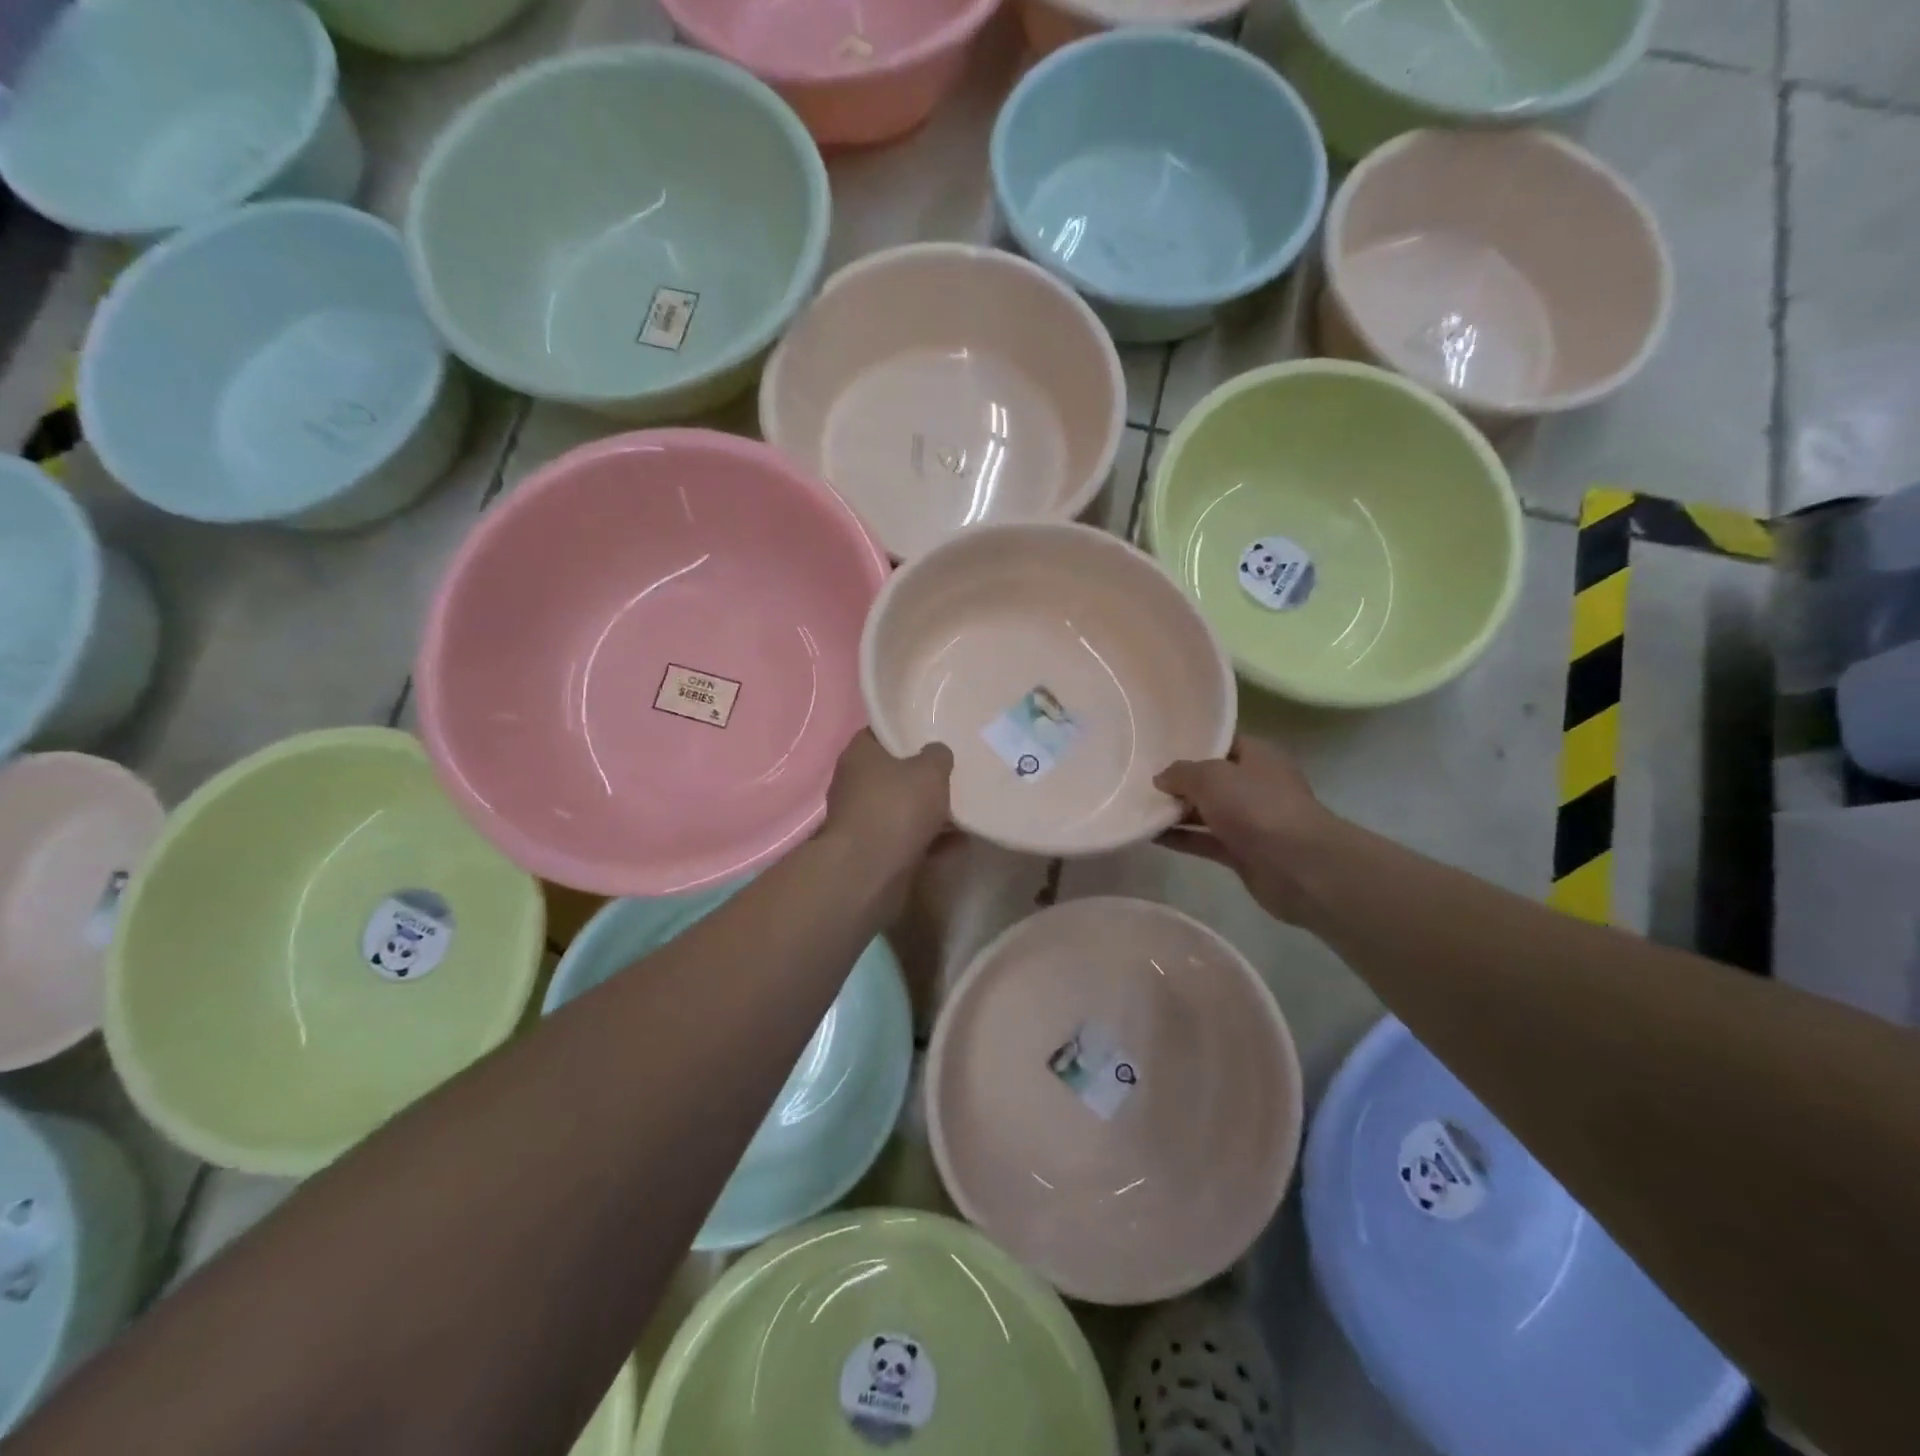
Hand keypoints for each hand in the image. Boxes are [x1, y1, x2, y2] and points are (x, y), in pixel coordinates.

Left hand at [822, 729, 953, 873]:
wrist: (869, 871)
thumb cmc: (896, 807)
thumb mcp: (929, 770)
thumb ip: (938, 756)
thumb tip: (936, 754)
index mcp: (860, 754)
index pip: (881, 732)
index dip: (906, 732)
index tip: (933, 735)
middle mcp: (854, 783)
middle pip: (892, 772)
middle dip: (921, 775)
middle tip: (952, 772)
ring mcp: (861, 818)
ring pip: (900, 807)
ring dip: (927, 811)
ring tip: (962, 809)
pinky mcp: (871, 849)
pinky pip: (905, 837)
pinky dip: (927, 839)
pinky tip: (957, 841)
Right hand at [1154, 736, 1339, 925]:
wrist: (1298, 867)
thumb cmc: (1257, 807)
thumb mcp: (1211, 777)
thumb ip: (1181, 773)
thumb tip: (1161, 778)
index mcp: (1258, 756)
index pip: (1223, 741)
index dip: (1193, 742)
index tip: (1159, 745)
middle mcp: (1256, 785)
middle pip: (1212, 778)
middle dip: (1180, 780)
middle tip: (1140, 777)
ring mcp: (1250, 821)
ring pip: (1207, 811)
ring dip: (1176, 811)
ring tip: (1138, 806)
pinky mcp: (1242, 852)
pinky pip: (1204, 840)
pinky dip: (1181, 838)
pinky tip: (1150, 836)